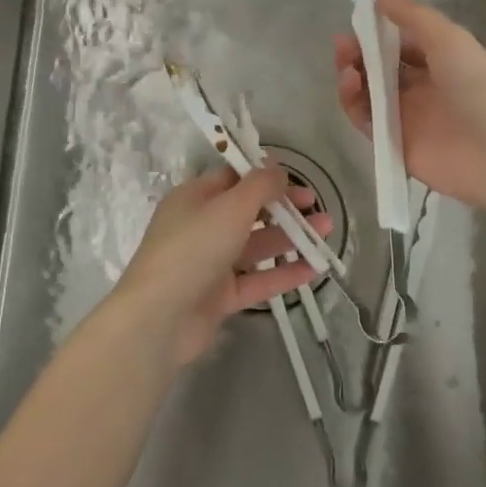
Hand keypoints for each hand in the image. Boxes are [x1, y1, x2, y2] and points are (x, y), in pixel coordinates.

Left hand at [107, 165, 331, 368]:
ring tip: (326, 233)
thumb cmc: (193, 248)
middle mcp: (200, 227)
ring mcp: (210, 264)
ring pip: (255, 246)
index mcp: (194, 198)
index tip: (295, 178)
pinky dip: (283, 273)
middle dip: (284, 208)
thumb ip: (259, 186)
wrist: (159, 318)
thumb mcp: (230, 207)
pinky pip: (257, 280)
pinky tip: (314, 269)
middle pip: (248, 212)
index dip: (264, 176)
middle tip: (316, 206)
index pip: (232, 178)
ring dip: (290, 238)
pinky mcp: (219, 297)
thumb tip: (277, 168)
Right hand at [334, 0, 485, 209]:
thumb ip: (412, 16)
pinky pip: (365, 119)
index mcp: (440, 61)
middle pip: (379, 67)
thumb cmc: (477, 86)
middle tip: (343, 45)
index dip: (377, 32)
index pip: (400, 43)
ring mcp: (406, 116)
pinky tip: (350, 85)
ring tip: (347, 67)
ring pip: (368, 92)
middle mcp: (422, 87)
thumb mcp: (448, 38)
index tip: (357, 21)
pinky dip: (353, 102)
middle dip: (358, 53)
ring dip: (351, 75)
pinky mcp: (393, 142)